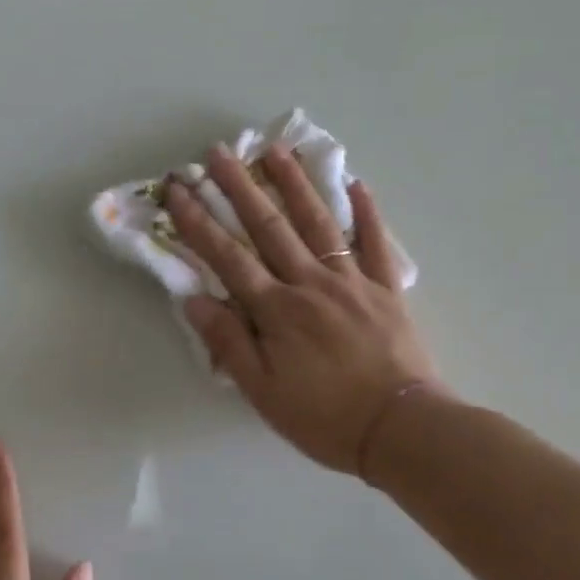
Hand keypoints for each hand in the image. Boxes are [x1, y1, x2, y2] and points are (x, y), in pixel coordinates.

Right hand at [164, 144, 439, 481]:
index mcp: (277, 310)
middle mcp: (311, 283)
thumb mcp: (262, 390)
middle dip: (239, 188)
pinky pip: (376, 243)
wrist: (402, 430)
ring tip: (276, 150)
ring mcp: (352, 281)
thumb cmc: (323, 417)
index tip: (178, 190)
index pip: (227, 257)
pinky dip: (367, 212)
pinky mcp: (387, 289)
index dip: (198, 222)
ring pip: (319, 223)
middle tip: (218, 153)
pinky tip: (356, 183)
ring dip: (295, 184)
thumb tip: (193, 299)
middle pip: (269, 227)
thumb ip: (228, 342)